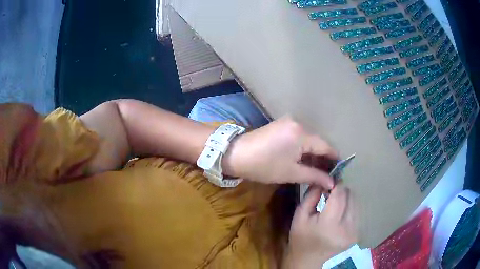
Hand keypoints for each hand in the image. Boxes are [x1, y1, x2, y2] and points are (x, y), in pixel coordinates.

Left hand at [223, 116, 337, 187]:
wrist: (235, 154)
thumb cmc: (264, 166)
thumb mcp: (291, 173)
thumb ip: (315, 176)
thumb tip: (332, 183)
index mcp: (302, 133)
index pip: (326, 147)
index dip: (334, 160)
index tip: (339, 173)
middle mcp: (298, 123)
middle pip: (318, 142)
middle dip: (324, 159)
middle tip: (327, 175)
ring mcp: (289, 122)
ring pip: (309, 140)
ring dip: (314, 154)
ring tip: (317, 171)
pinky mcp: (282, 125)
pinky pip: (299, 137)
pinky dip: (304, 149)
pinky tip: (305, 161)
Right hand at [283, 186, 357, 268]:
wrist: (308, 261)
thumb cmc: (301, 239)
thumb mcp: (300, 216)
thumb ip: (311, 195)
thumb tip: (323, 179)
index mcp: (329, 224)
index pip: (340, 194)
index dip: (336, 184)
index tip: (329, 182)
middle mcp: (346, 227)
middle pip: (350, 196)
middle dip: (341, 191)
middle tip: (330, 194)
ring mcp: (354, 232)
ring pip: (355, 203)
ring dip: (346, 199)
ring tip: (334, 205)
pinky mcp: (357, 234)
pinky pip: (356, 212)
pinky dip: (349, 208)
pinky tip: (339, 214)